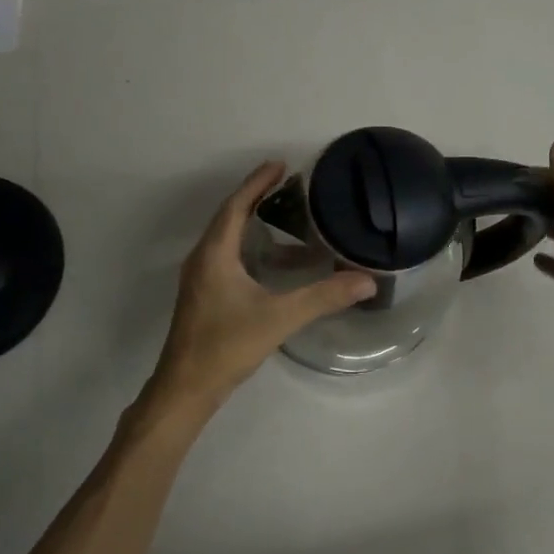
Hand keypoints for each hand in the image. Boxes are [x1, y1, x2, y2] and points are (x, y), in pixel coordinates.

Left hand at [148, 161, 376, 414]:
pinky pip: (229, 258)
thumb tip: (366, 281)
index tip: (280, 164)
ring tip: (289, 218)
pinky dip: (252, 249)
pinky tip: (276, 263)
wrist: (186, 389)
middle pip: (230, 217)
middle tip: (288, 185)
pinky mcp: (205, 296)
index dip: (257, 183)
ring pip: (229, 239)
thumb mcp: (278, 318)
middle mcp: (203, 259)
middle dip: (257, 198)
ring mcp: (201, 279)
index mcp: (214, 254)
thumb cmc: (226, 345)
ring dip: (255, 224)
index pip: (236, 206)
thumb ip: (323, 297)